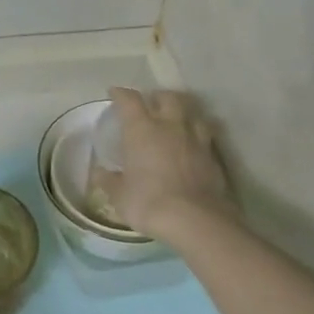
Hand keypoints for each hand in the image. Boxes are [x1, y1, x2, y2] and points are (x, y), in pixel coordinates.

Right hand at [95, 88, 232, 239]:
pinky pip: (205, 134)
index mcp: (142, 129)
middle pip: (166, 97)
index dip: (121, 94)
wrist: (195, 219)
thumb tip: (99, 173)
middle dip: (157, 97)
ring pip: (191, 111)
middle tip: (150, 105)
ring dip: (182, 111)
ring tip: (176, 120)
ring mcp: (196, 138)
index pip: (129, 100)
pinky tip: (193, 144)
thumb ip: (109, 181)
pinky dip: (197, 134)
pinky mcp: (213, 155)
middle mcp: (170, 125)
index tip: (114, 94)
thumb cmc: (148, 202)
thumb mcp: (120, 195)